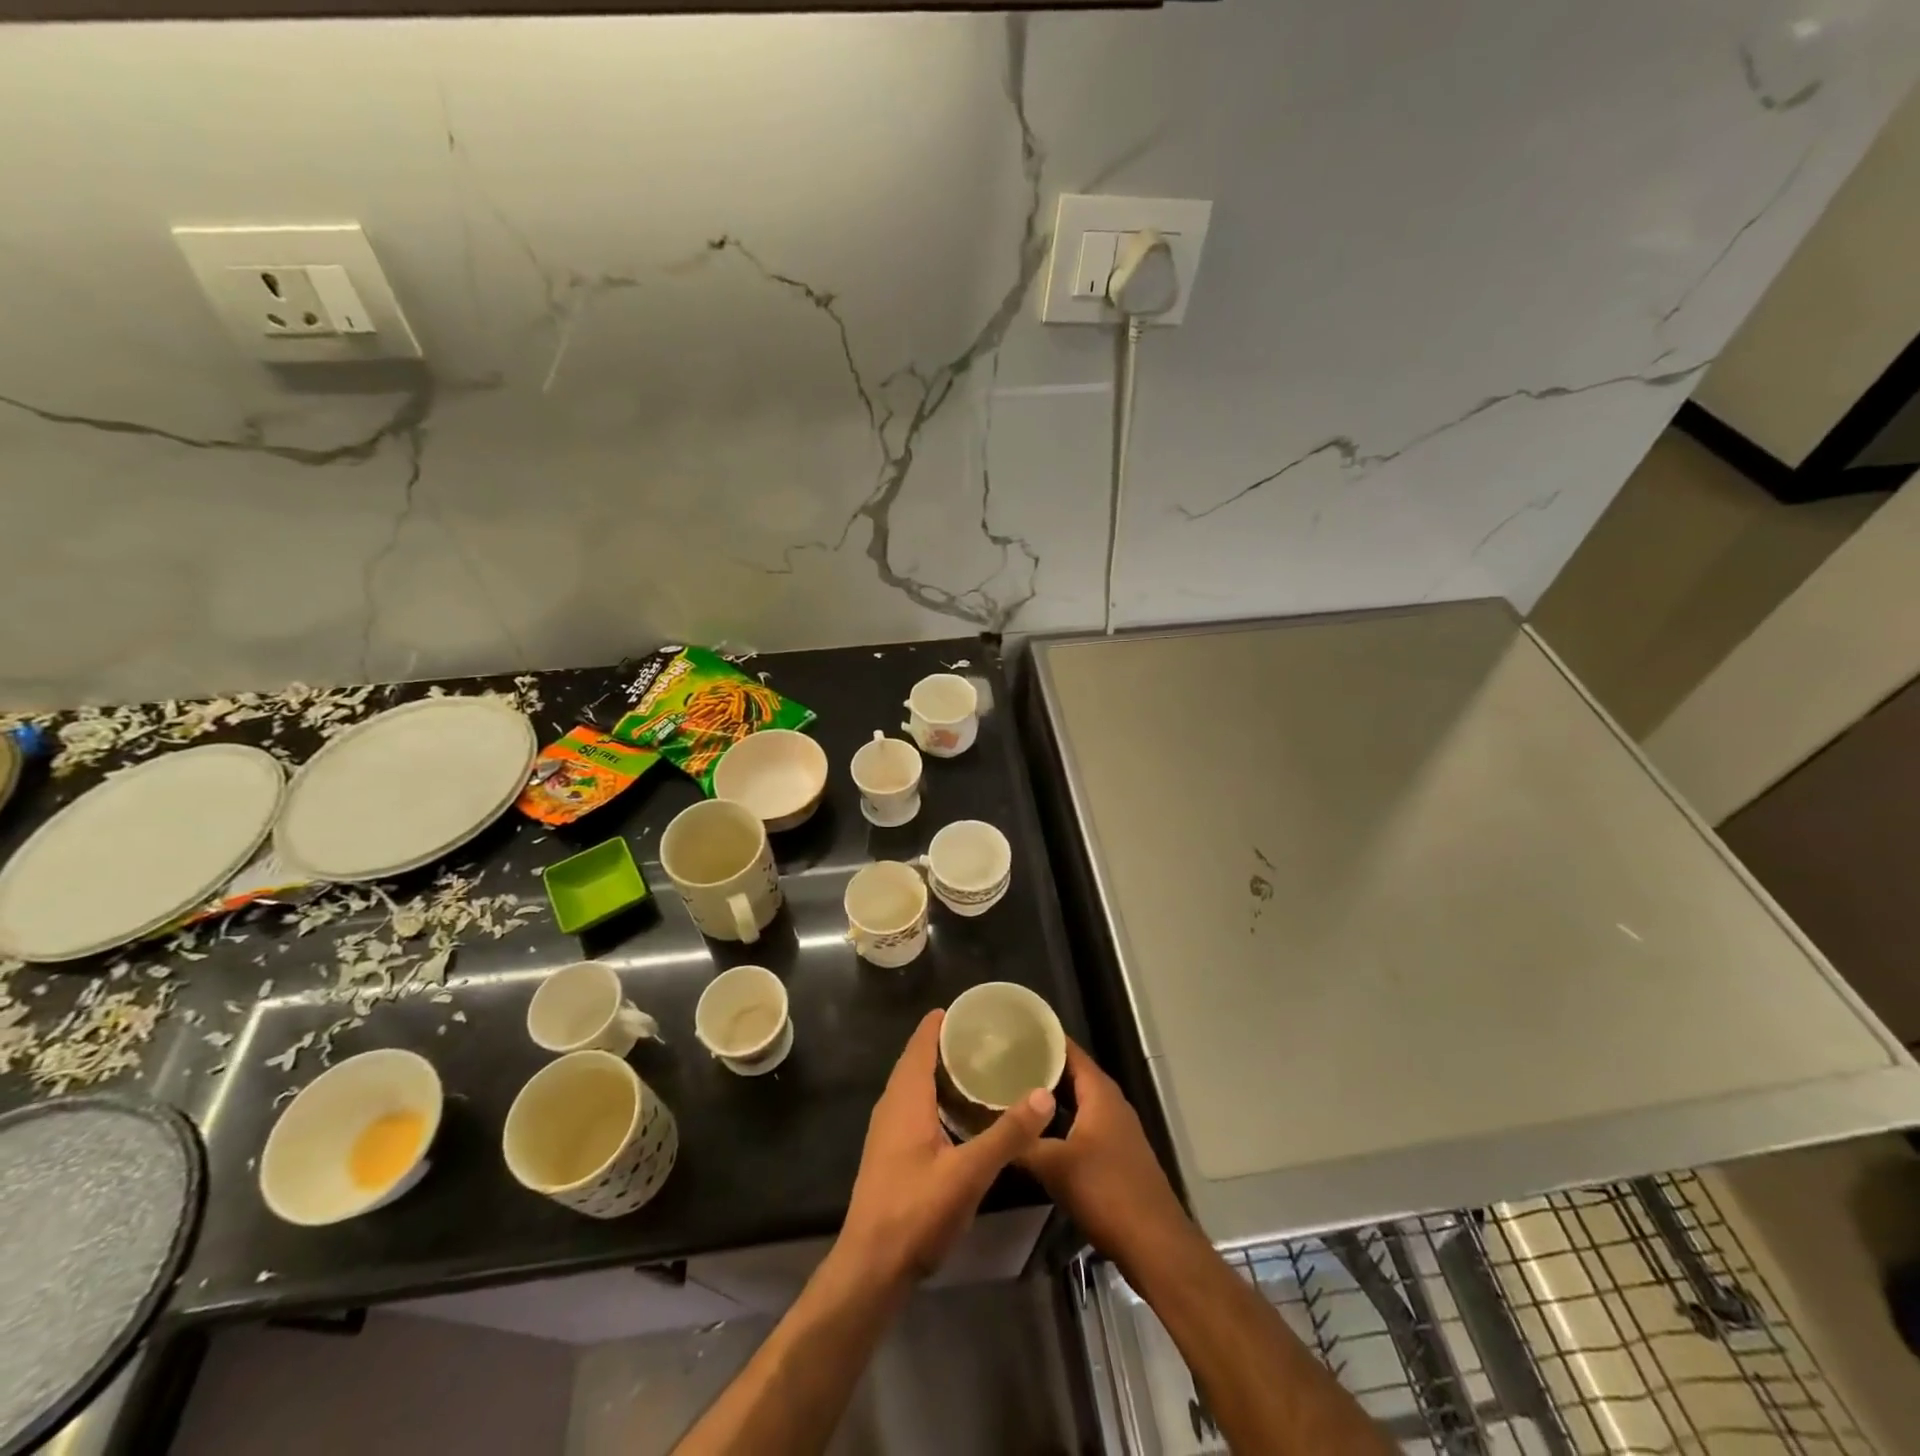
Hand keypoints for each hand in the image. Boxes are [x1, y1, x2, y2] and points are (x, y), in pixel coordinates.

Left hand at [840, 1010, 1053, 1284]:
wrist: (871, 1268)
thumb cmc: (916, 1212)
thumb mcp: (969, 1173)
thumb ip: (1007, 1134)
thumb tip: (1044, 1093)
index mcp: (906, 1097)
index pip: (921, 1042)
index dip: (942, 1021)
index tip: (973, 1008)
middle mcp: (892, 1105)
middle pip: (917, 1059)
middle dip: (947, 1042)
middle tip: (987, 1035)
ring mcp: (887, 1130)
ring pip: (914, 1084)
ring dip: (941, 1070)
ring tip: (979, 1065)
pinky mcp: (890, 1152)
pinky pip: (914, 1105)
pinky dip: (936, 1094)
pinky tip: (960, 1111)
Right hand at [1018, 1040, 1191, 1268]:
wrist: (1153, 1243)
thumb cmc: (1105, 1191)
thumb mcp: (1054, 1166)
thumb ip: (1021, 1142)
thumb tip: (988, 1127)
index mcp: (1099, 1092)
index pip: (1068, 1050)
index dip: (1042, 1038)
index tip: (1011, 1031)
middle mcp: (1110, 1102)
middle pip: (1072, 1073)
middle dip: (1040, 1067)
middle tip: (1002, 1060)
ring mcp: (1116, 1128)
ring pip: (1078, 1100)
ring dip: (1050, 1096)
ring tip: (1012, 1090)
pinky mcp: (1116, 1152)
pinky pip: (1083, 1121)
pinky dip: (1060, 1119)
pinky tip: (1037, 1130)